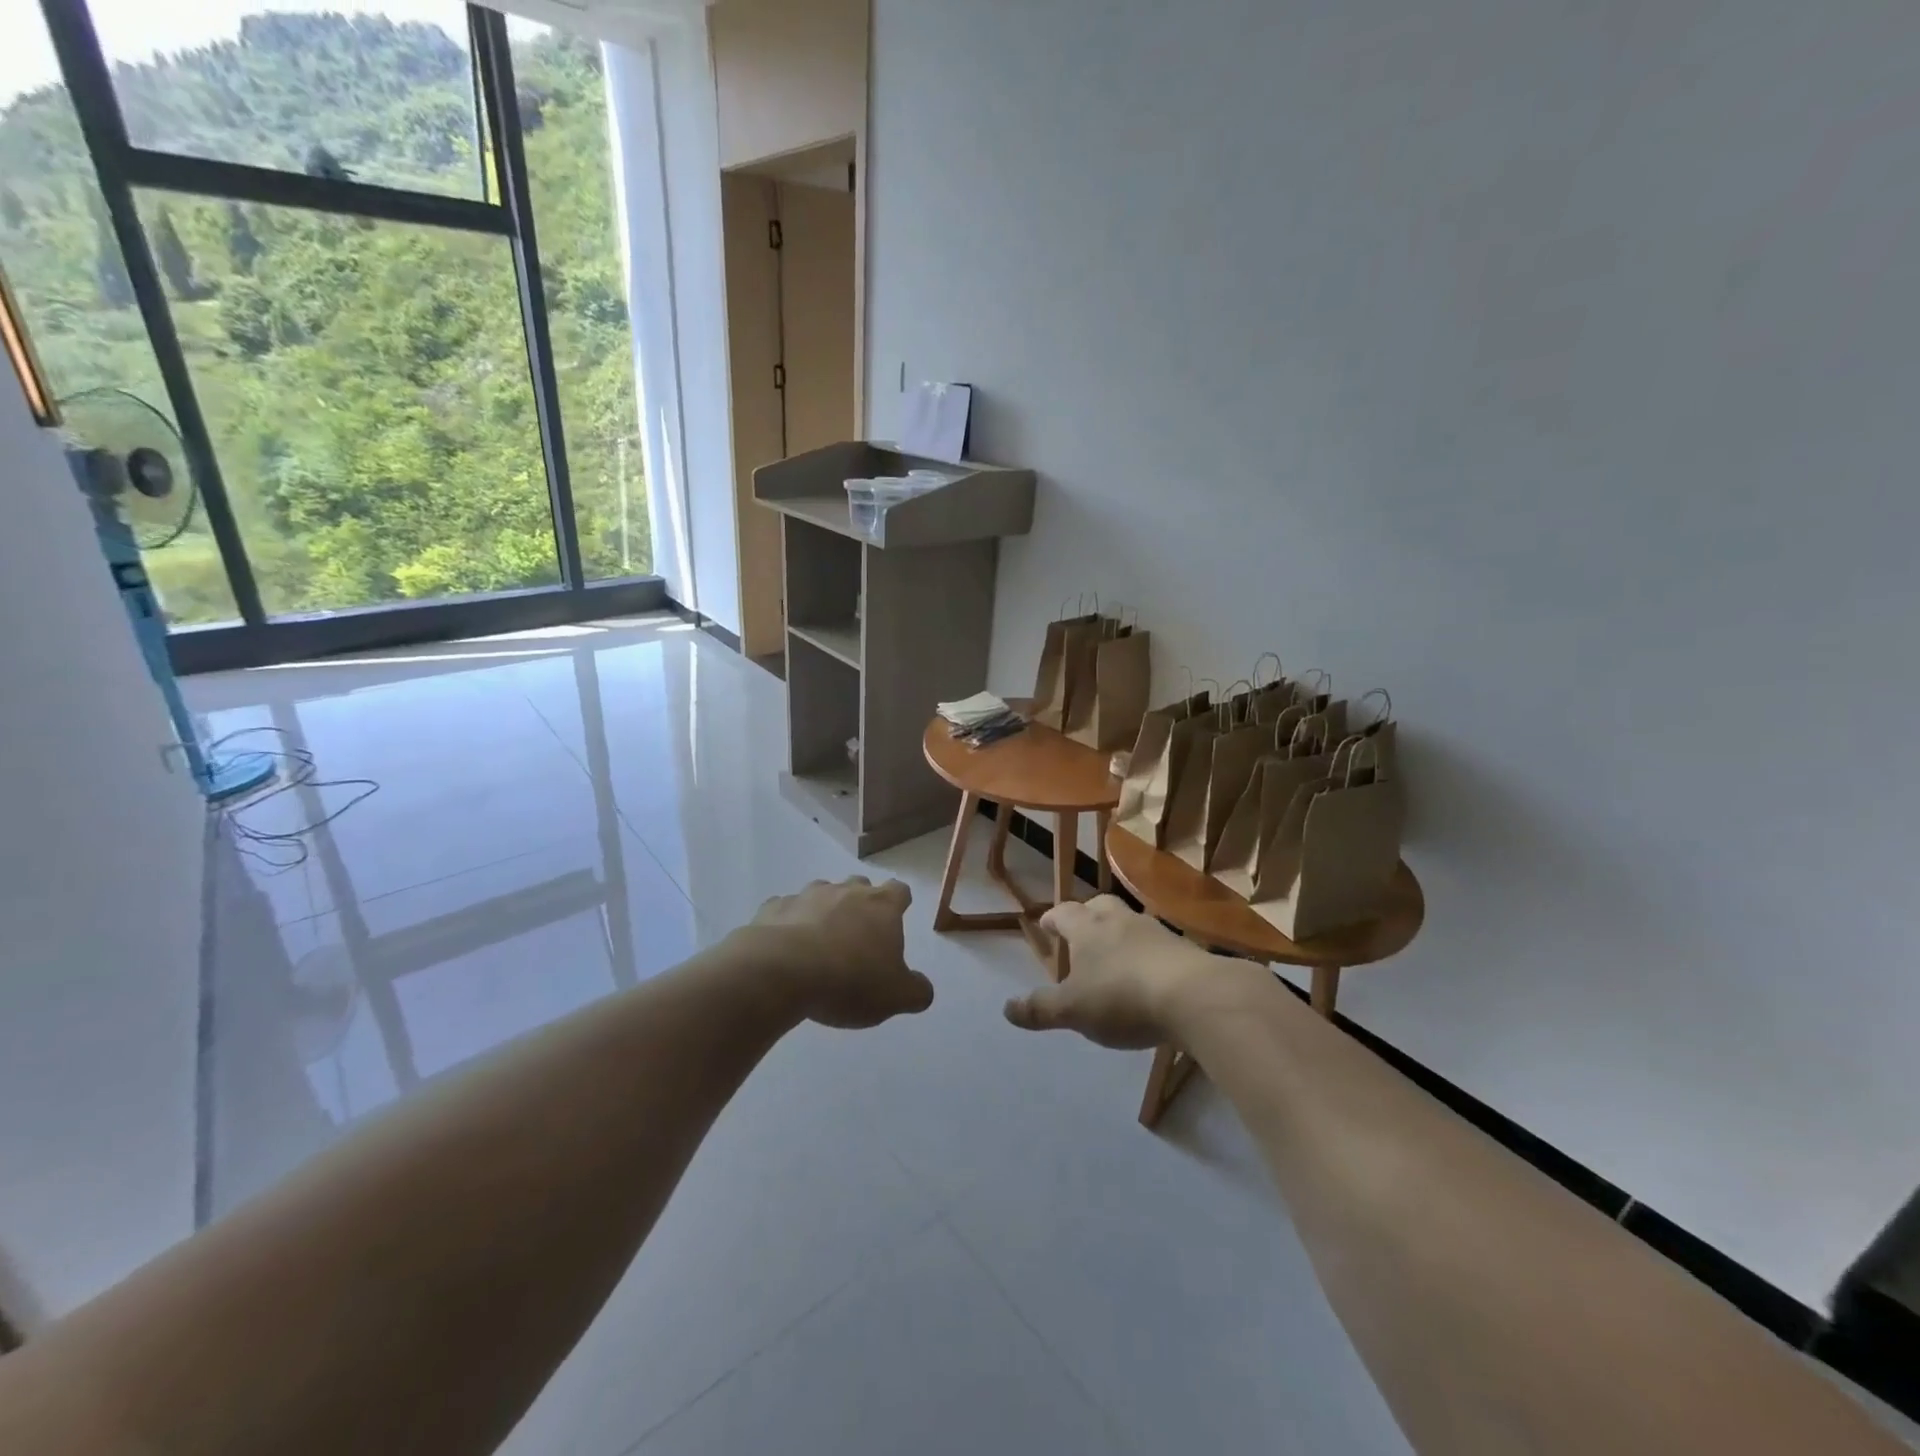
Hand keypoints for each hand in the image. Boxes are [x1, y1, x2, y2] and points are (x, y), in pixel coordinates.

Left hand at [743, 877, 933, 1028]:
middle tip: (858, 932)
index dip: (900, 902)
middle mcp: (846, 892)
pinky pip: (785, 909)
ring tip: (820, 939)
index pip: (899, 891)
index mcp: (881, 906)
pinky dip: (789, 922)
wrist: (781, 972)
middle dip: (861, 902)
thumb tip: (922, 988)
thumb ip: (916, 991)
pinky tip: (786, 946)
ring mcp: (807, 896)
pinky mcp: (773, 908)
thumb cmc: (849, 980)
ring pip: (821, 892)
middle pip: (859, 884)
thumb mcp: (895, 997)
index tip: (897, 917)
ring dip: (824, 909)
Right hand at [1003, 896, 1215, 1047]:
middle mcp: (1120, 920)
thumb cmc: (1122, 997)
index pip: (1064, 913)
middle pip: (1100, 906)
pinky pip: (1157, 946)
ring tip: (1115, 959)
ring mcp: (1155, 931)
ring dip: (1119, 935)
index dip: (1053, 919)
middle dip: (1088, 916)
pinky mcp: (1184, 950)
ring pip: (1130, 924)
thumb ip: (1040, 1009)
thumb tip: (1007, 1008)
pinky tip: (1148, 977)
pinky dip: (1147, 955)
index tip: (1046, 926)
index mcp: (1088, 928)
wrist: (1195, 996)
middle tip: (1081, 935)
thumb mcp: (1073, 1011)